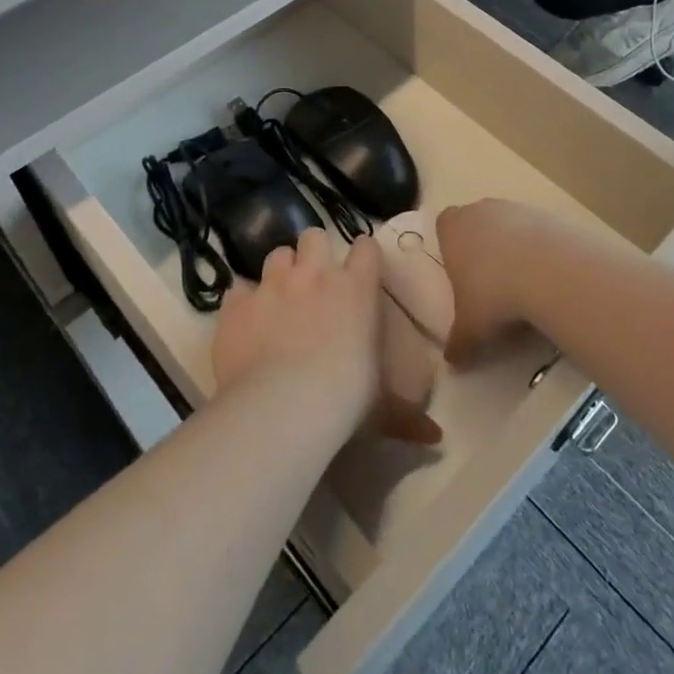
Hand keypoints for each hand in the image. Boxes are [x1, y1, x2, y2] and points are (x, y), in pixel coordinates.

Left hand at [212, 230, 440, 444]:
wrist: (282, 407)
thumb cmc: (344, 400)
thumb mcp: (381, 407)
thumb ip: (406, 414)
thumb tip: (436, 438)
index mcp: (356, 289)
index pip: (366, 248)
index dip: (363, 256)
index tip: (361, 270)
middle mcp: (315, 274)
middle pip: (314, 236)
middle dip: (314, 252)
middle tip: (314, 281)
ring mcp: (272, 285)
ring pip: (277, 254)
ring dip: (280, 271)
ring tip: (279, 298)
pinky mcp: (237, 304)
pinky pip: (238, 290)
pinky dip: (243, 303)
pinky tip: (245, 325)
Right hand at [436, 199, 575, 363]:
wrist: (549, 271)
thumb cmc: (493, 295)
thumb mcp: (471, 329)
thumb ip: (458, 343)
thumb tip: (452, 363)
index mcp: (452, 228)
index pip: (444, 225)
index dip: (451, 246)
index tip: (461, 274)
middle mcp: (481, 210)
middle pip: (477, 223)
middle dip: (483, 248)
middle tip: (492, 285)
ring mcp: (516, 208)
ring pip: (510, 226)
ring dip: (514, 249)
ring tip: (525, 285)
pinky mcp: (548, 214)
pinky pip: (539, 232)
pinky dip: (542, 250)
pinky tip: (550, 278)